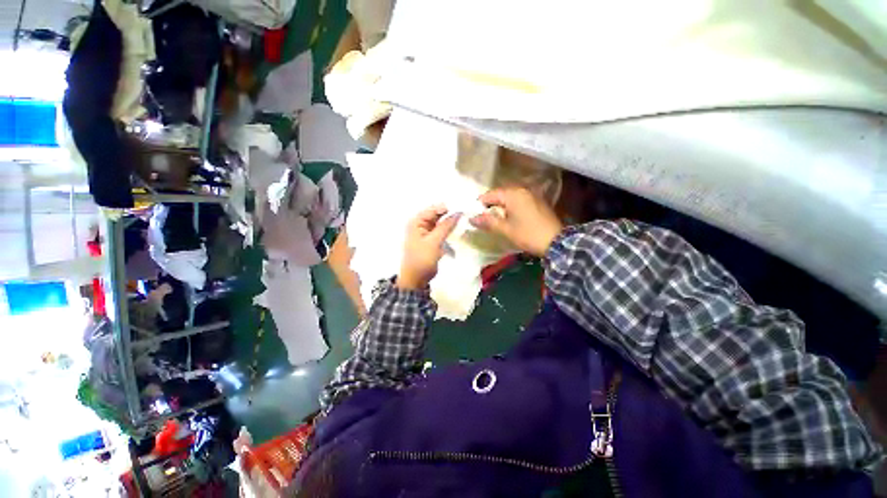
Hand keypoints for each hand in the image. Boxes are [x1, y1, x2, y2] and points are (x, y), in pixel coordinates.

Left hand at [397, 205, 461, 289]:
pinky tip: (457, 229)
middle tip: (466, 212)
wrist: (416, 279)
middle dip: (450, 214)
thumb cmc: (422, 259)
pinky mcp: (431, 240)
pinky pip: (441, 231)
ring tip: (464, 219)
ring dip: (450, 222)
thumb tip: (458, 213)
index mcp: (416, 222)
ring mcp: (425, 232)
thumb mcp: (434, 242)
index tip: (463, 206)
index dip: (448, 207)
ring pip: (440, 223)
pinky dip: (448, 230)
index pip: (434, 209)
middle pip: (437, 215)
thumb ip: (446, 226)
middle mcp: (420, 224)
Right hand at [469, 187, 562, 256]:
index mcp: (513, 194)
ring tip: (494, 219)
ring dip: (501, 207)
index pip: (490, 195)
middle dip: (490, 205)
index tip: (474, 214)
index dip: (480, 204)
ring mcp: (532, 195)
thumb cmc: (528, 234)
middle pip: (500, 195)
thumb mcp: (505, 229)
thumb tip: (471, 218)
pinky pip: (519, 201)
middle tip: (483, 218)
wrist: (556, 242)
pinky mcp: (537, 202)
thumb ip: (488, 222)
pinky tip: (509, 218)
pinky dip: (511, 207)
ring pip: (510, 198)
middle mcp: (522, 190)